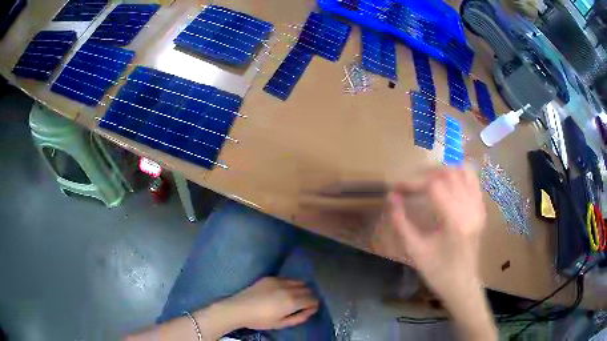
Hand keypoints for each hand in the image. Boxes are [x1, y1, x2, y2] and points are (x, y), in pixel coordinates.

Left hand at [224, 277, 319, 329]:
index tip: (310, 309)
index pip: (313, 299)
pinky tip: (283, 291)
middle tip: (303, 304)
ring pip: (299, 281)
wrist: (239, 308)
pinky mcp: (270, 277)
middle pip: (308, 289)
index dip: (314, 305)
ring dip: (301, 288)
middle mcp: (289, 288)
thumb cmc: (260, 320)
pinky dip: (291, 284)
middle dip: (309, 296)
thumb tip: (310, 311)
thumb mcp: (281, 324)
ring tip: (294, 297)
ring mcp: (279, 280)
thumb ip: (299, 317)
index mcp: (292, 301)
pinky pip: (287, 278)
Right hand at [372, 166, 486, 306]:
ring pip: (463, 171)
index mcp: (455, 221)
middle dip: (427, 174)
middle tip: (411, 184)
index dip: (413, 183)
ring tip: (428, 180)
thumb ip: (401, 222)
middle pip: (449, 173)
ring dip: (443, 170)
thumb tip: (391, 196)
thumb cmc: (437, 272)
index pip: (434, 185)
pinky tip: (447, 183)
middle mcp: (470, 209)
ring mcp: (479, 207)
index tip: (398, 188)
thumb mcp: (415, 250)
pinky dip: (458, 174)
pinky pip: (472, 180)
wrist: (462, 284)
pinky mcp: (481, 209)